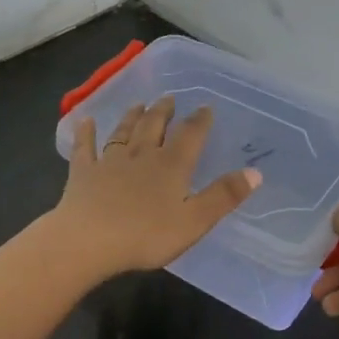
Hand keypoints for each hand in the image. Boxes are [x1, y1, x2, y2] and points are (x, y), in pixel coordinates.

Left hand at [51, 97, 260, 278]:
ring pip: (123, 132)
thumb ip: (224, 196)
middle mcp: (141, 155)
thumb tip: (255, 172)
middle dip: (163, 111)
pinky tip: (85, 121)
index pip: (190, 135)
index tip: (205, 107)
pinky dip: (86, 133)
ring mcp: (109, 161)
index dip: (200, 121)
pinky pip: (85, 147)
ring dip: (132, 117)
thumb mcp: (195, 221)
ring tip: (138, 104)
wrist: (89, 240)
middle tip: (168, 98)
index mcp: (171, 166)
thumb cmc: (146, 235)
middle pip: (154, 126)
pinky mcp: (83, 173)